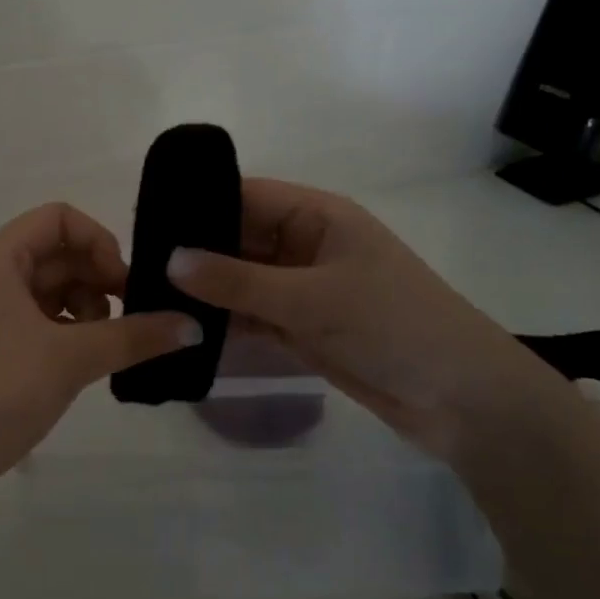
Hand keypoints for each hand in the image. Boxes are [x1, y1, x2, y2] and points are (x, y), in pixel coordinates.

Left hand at [0, 203, 200, 513]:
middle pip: (56, 253)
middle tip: (131, 319)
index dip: (99, 241)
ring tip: (106, 345)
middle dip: (98, 278)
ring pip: (50, 288)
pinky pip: (38, 318)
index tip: (124, 284)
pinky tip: (86, 360)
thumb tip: (194, 325)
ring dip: (86, 307)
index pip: (58, 218)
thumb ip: (135, 336)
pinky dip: (67, 330)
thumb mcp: (72, 358)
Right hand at [166, 178, 576, 459]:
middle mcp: (303, 245)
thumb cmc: (395, 326)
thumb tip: (169, 259)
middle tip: (135, 266)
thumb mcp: (312, 298)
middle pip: (236, 238)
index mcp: (316, 216)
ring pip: (238, 280)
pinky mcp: (299, 326)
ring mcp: (300, 288)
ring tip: (146, 298)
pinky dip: (221, 322)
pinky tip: (180, 329)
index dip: (197, 205)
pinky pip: (249, 315)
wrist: (464, 401)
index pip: (243, 196)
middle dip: (193, 252)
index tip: (145, 222)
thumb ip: (237, 282)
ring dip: (203, 291)